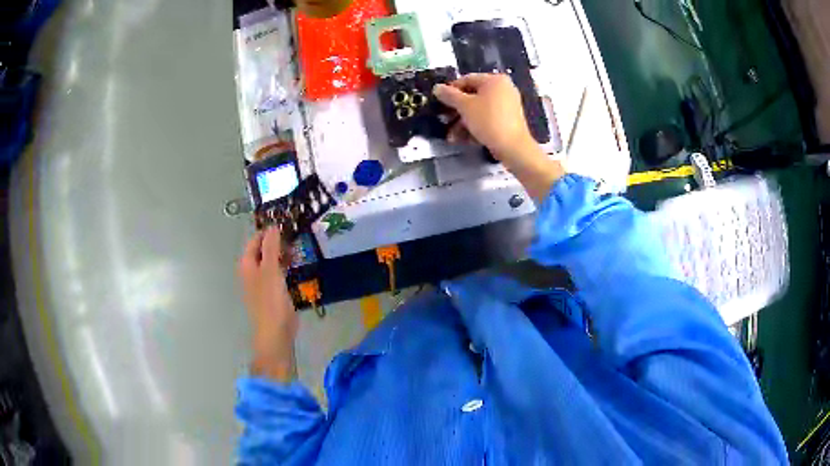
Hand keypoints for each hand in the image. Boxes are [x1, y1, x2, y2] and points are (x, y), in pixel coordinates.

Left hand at [238, 227, 296, 381]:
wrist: (275, 333)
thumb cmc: (271, 300)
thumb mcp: (271, 270)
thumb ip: (271, 247)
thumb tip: (272, 226)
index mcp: (247, 264)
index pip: (255, 240)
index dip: (268, 231)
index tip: (287, 226)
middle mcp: (251, 272)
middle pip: (263, 250)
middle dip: (277, 243)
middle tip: (295, 239)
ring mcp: (261, 283)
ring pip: (271, 262)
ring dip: (282, 255)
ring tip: (298, 252)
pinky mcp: (272, 293)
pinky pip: (277, 274)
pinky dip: (285, 268)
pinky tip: (297, 268)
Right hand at [434, 73, 536, 162]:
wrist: (513, 147)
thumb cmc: (488, 120)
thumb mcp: (465, 106)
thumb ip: (449, 95)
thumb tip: (437, 88)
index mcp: (495, 80)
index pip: (467, 79)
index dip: (451, 90)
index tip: (439, 101)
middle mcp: (503, 89)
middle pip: (473, 96)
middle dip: (456, 111)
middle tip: (444, 120)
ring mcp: (507, 105)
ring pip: (479, 110)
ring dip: (462, 122)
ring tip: (451, 136)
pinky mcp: (508, 120)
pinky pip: (488, 119)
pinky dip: (475, 126)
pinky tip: (463, 139)